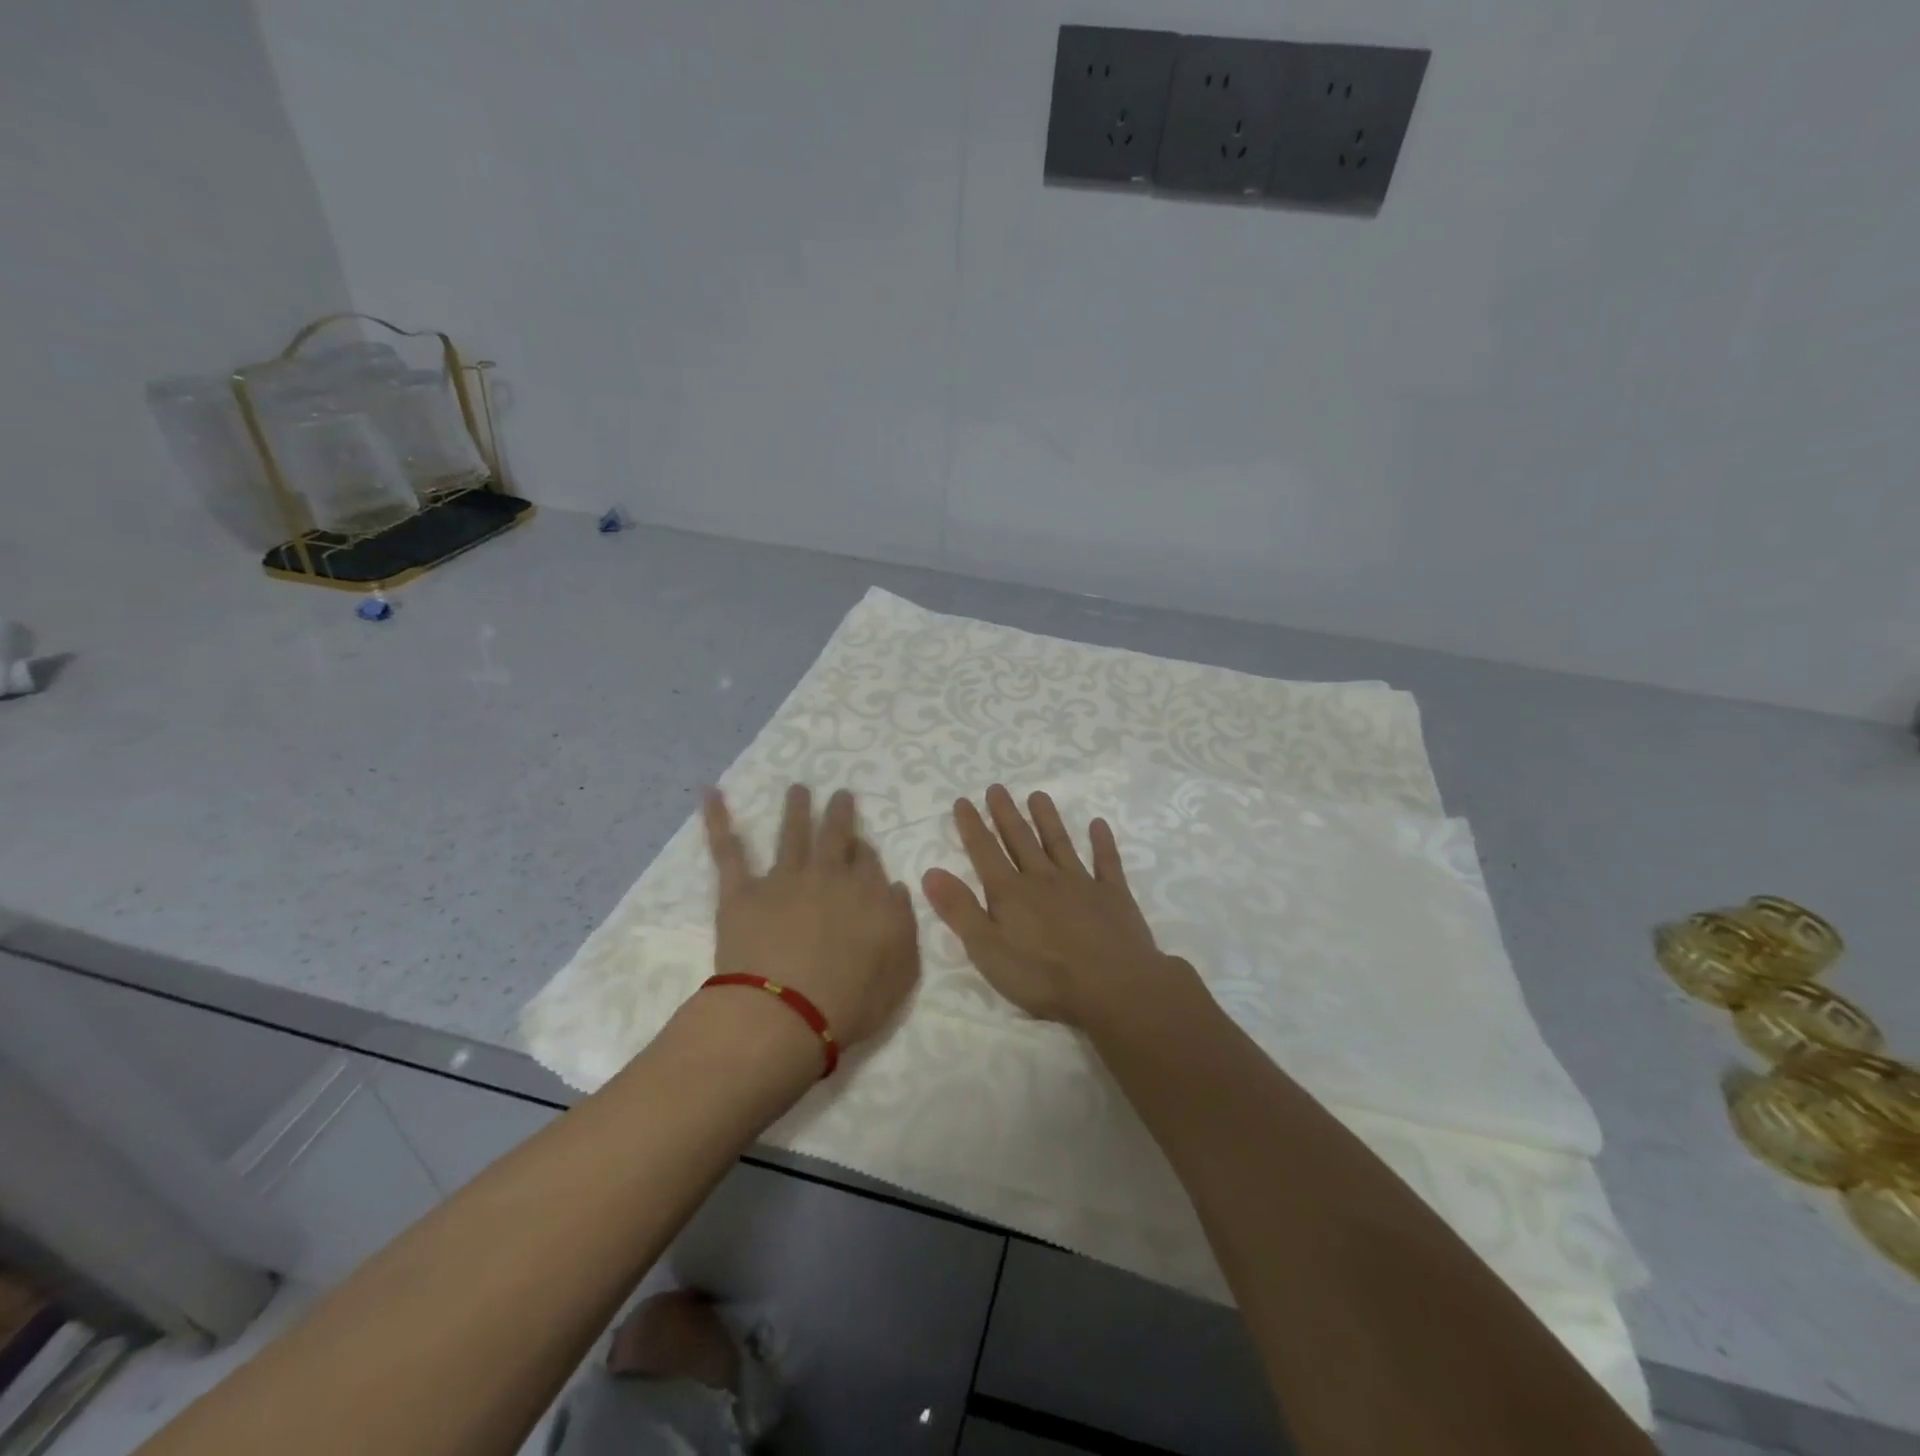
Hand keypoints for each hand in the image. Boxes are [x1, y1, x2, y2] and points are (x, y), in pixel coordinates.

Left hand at [703, 784, 919, 1048]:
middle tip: (840, 794)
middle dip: (839, 813)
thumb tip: (895, 888)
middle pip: (836, 836)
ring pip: (791, 834)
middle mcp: (828, 876)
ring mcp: (783, 880)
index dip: (866, 851)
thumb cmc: (851, 1002)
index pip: (869, 861)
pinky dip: (717, 820)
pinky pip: (728, 851)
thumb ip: (902, 924)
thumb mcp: (901, 970)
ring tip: (798, 789)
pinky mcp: (741, 893)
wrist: (785, 1014)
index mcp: (867, 894)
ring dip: (796, 809)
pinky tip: (710, 794)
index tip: (863, 845)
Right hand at [921, 784, 1183, 1026]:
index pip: (985, 852)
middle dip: (1006, 814)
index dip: (972, 826)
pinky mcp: (1112, 895)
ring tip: (1038, 795)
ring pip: (1059, 843)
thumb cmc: (1043, 976)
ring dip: (1047, 818)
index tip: (963, 801)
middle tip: (997, 788)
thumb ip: (960, 910)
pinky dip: (1102, 842)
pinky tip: (1099, 825)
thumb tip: (931, 872)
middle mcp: (1043, 878)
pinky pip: (1106, 862)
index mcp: (1010, 893)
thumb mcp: (988, 950)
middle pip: (1020, 840)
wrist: (1113, 985)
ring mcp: (1080, 883)